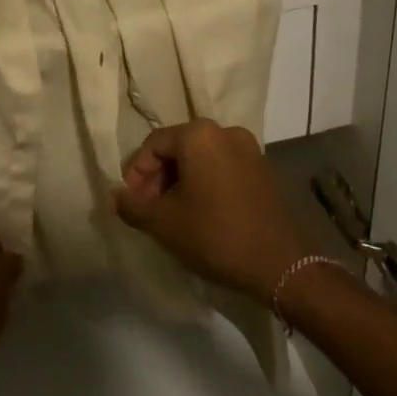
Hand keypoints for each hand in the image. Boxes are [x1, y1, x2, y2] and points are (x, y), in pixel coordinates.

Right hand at [113, 119, 309, 299]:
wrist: (280, 264)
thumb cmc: (215, 235)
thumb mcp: (163, 223)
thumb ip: (132, 205)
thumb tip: (115, 196)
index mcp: (198, 134)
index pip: (153, 145)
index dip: (136, 173)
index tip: (132, 202)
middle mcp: (224, 131)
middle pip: (177, 148)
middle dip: (158, 177)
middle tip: (149, 209)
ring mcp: (248, 148)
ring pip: (201, 158)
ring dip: (181, 181)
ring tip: (173, 213)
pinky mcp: (263, 169)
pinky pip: (222, 167)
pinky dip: (205, 183)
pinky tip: (201, 212)